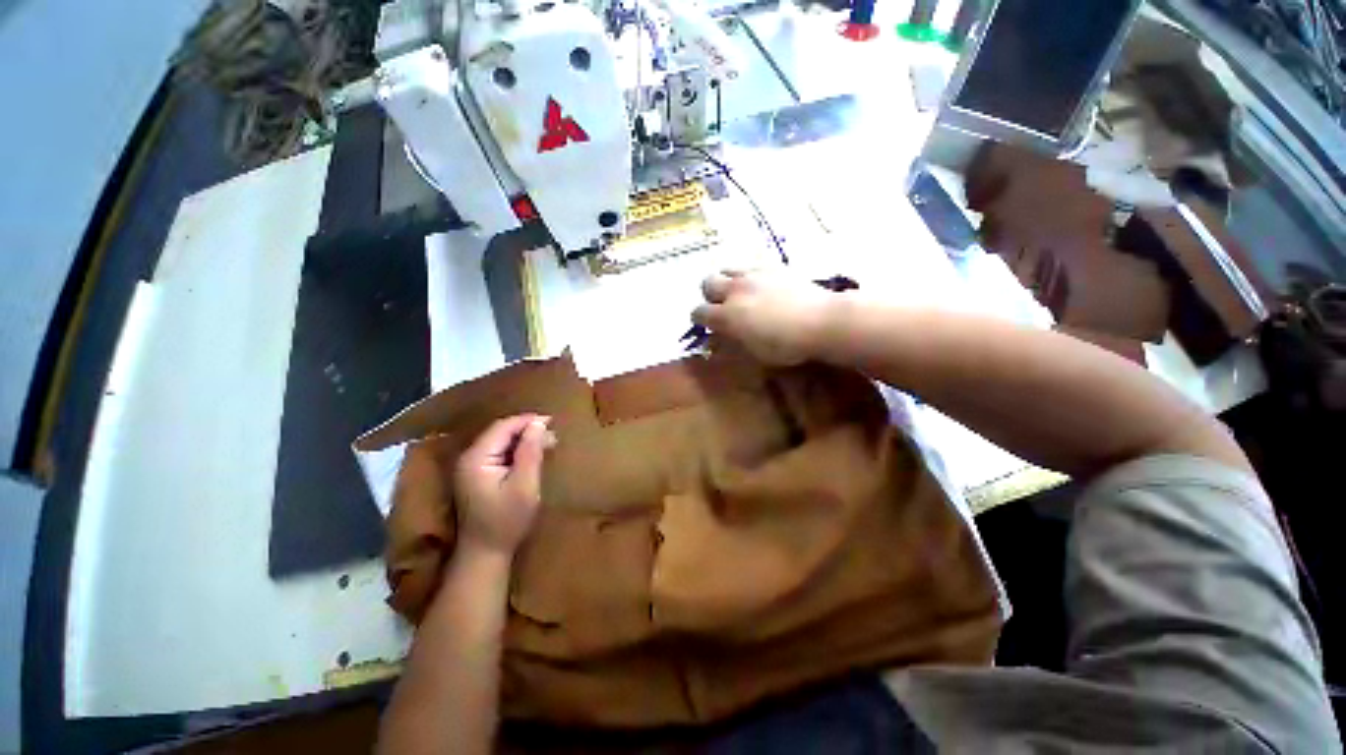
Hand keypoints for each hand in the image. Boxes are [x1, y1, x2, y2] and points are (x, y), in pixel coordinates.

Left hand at [454, 414, 556, 556]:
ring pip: (500, 441)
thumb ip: (530, 452)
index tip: (552, 421)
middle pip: (500, 432)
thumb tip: (539, 424)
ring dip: (523, 439)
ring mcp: (471, 467)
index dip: (527, 421)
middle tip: (553, 434)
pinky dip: (517, 450)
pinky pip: (498, 452)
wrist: (484, 553)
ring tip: (548, 442)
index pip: (503, 427)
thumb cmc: (507, 520)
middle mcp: (469, 457)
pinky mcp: (477, 475)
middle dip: (527, 429)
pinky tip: (532, 455)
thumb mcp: (524, 485)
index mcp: (477, 458)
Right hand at [692, 269, 839, 365]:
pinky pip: (750, 265)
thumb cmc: (787, 345)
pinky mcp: (772, 266)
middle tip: (721, 306)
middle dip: (709, 295)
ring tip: (738, 293)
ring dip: (727, 281)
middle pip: (708, 282)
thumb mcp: (754, 352)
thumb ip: (733, 340)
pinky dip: (747, 276)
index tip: (707, 325)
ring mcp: (753, 274)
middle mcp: (735, 290)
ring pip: (727, 269)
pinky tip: (760, 286)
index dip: (699, 319)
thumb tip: (720, 335)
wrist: (822, 320)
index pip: (699, 312)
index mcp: (727, 315)